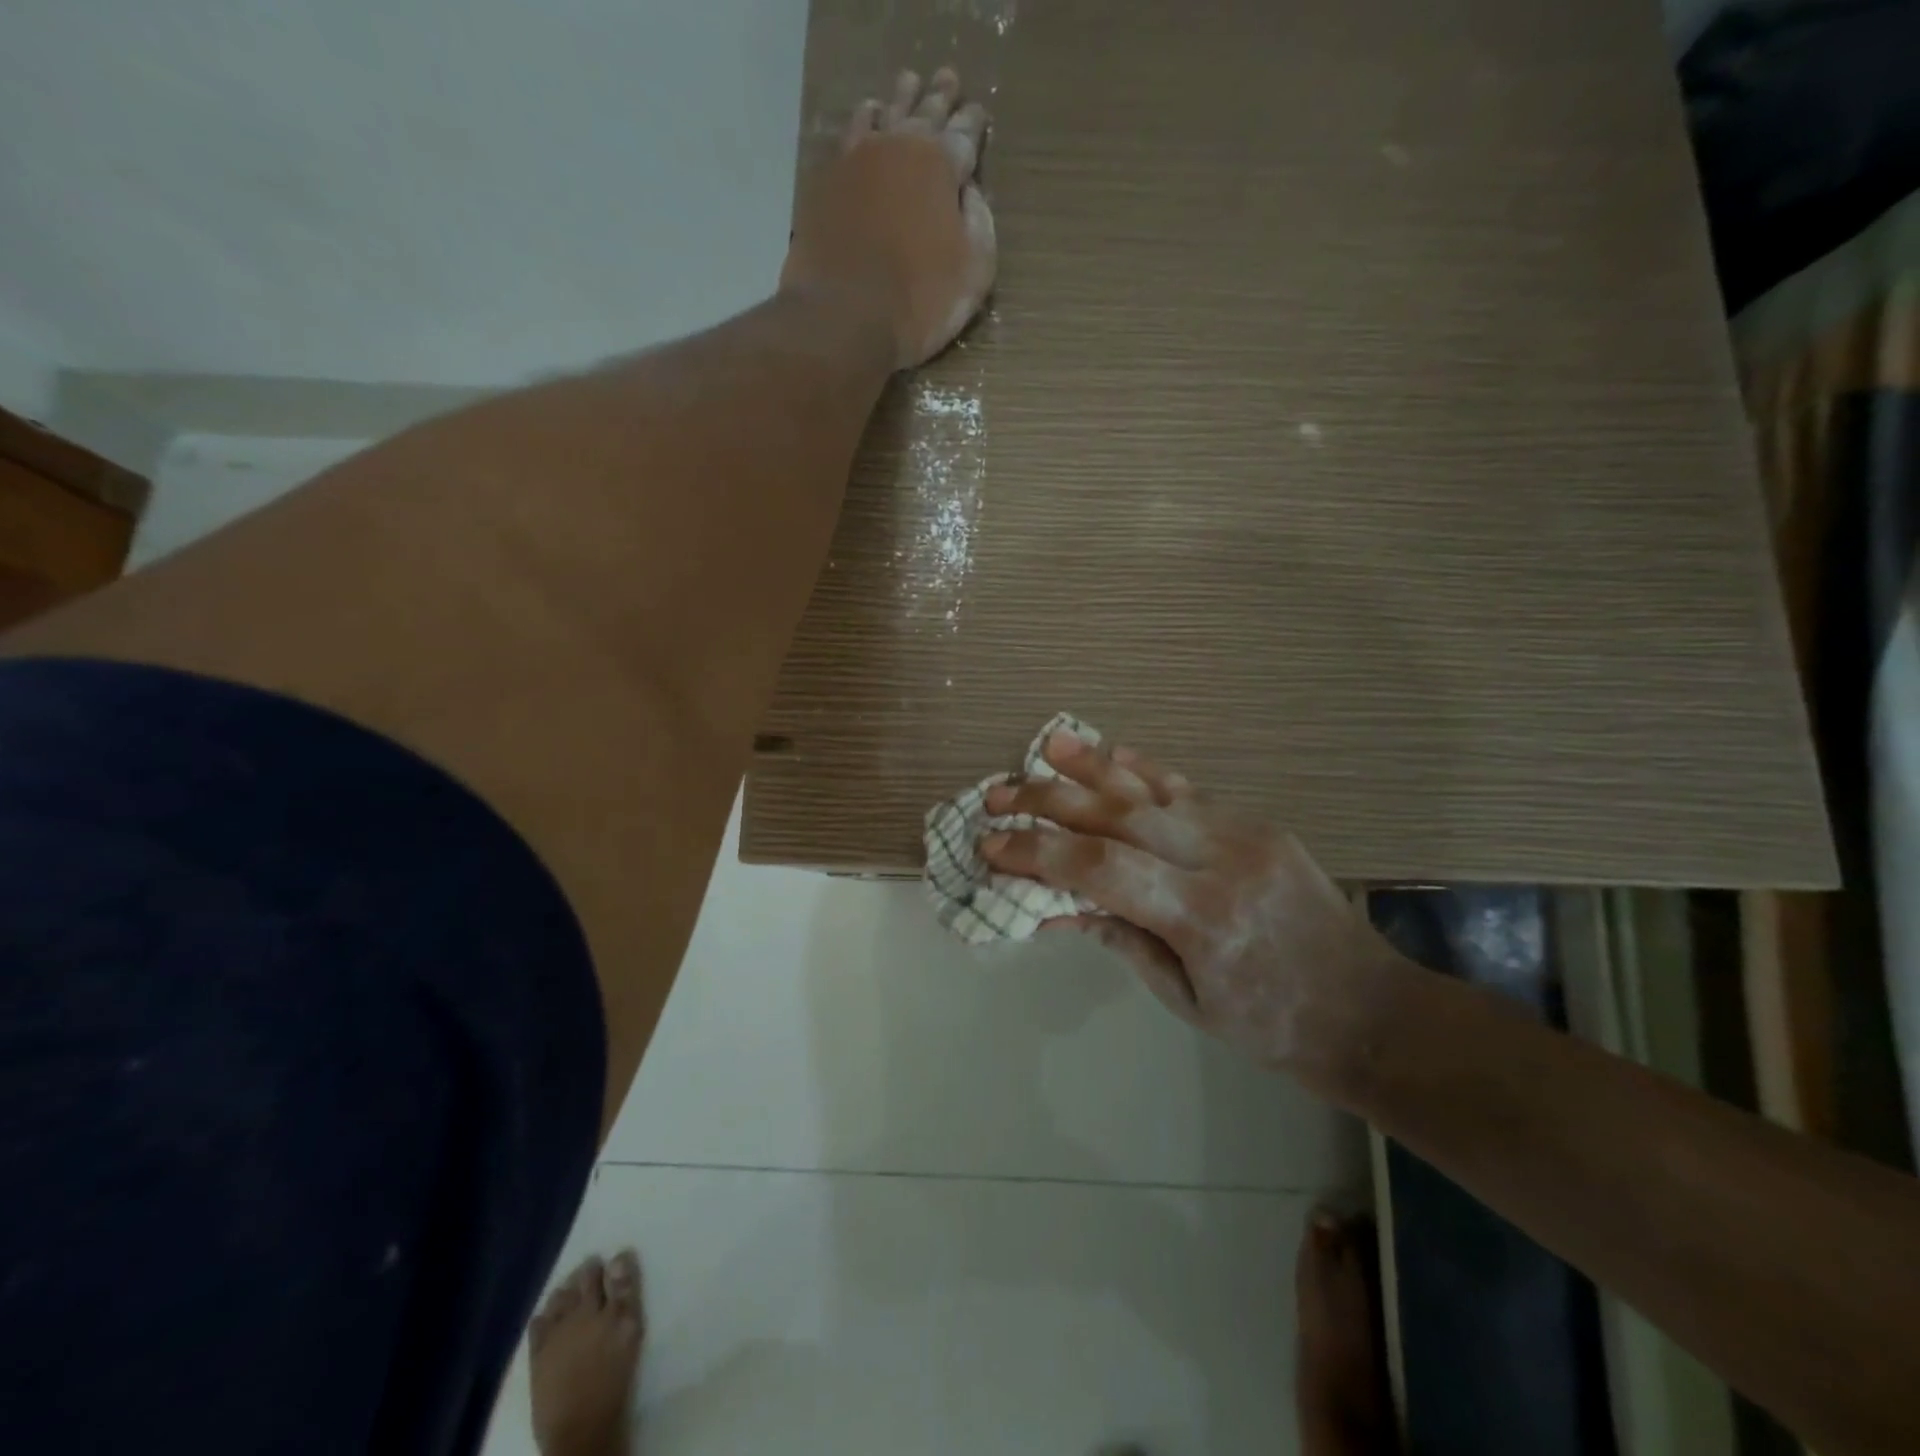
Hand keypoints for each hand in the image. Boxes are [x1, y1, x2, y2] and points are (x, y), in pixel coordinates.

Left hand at [782, 68, 994, 368]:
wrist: (845, 317)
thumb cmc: (920, 302)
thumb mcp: (973, 272)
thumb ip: (979, 224)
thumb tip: (970, 192)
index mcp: (940, 165)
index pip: (965, 134)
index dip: (974, 124)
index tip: (979, 113)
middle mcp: (899, 146)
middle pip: (924, 113)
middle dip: (939, 97)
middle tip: (947, 79)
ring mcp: (857, 160)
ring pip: (884, 114)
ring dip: (899, 100)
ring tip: (907, 87)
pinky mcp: (827, 182)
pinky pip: (850, 137)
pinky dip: (863, 122)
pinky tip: (866, 119)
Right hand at [980, 732, 1389, 1070]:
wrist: (1369, 1010)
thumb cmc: (1272, 1026)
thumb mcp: (1185, 1000)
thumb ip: (1121, 941)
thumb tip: (1056, 906)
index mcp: (1202, 917)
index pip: (1101, 868)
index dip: (1038, 852)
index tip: (991, 845)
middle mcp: (1221, 861)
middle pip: (1118, 815)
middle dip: (1050, 801)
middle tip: (999, 793)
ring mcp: (1245, 833)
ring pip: (1152, 790)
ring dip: (1092, 768)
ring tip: (1045, 748)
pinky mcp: (1258, 823)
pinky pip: (1189, 789)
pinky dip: (1143, 771)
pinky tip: (1110, 754)